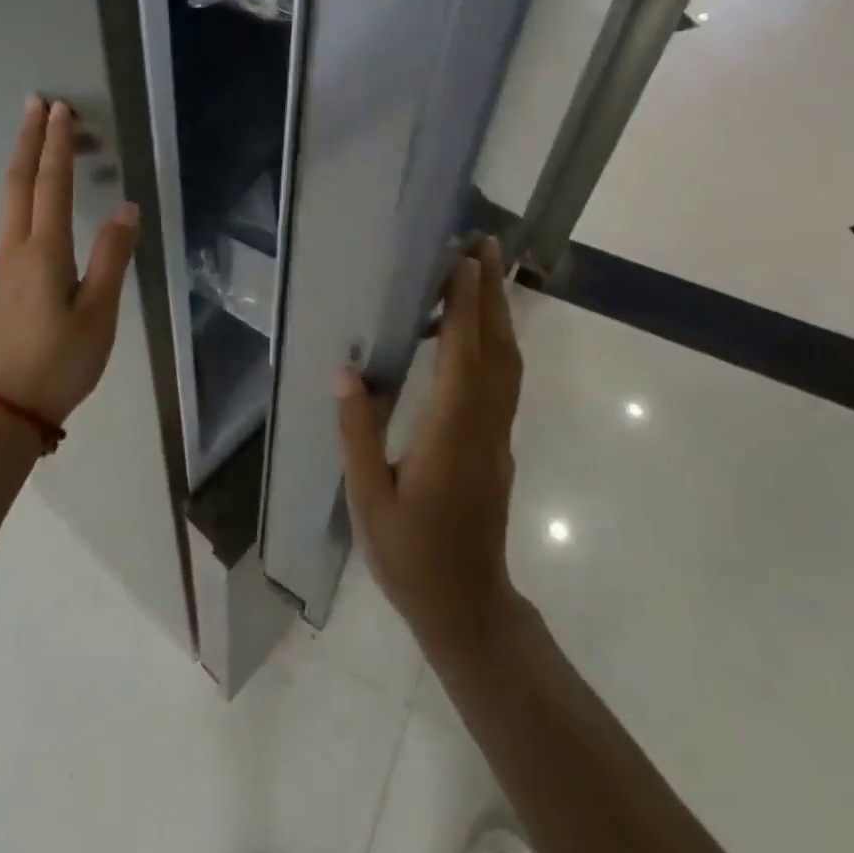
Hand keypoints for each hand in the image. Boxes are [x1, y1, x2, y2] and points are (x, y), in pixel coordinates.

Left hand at [0, 97, 139, 424]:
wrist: (11, 405)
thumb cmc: (63, 360)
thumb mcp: (99, 311)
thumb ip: (112, 256)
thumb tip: (127, 207)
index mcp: (44, 252)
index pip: (50, 185)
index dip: (57, 146)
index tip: (61, 110)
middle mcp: (17, 248)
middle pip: (19, 182)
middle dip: (28, 140)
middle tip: (37, 103)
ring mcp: (4, 263)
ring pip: (11, 199)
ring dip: (24, 161)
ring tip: (37, 136)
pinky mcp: (4, 278)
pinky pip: (12, 217)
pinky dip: (24, 189)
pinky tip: (33, 193)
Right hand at [337, 237, 524, 656]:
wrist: (468, 607)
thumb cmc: (412, 556)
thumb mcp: (370, 499)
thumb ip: (358, 433)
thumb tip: (346, 372)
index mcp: (450, 435)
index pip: (464, 358)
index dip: (466, 307)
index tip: (465, 261)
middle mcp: (483, 426)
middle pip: (497, 349)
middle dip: (492, 294)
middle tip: (486, 245)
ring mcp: (497, 435)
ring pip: (507, 364)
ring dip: (499, 314)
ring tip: (484, 273)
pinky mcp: (497, 445)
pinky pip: (504, 381)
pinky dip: (496, 343)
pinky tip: (479, 332)